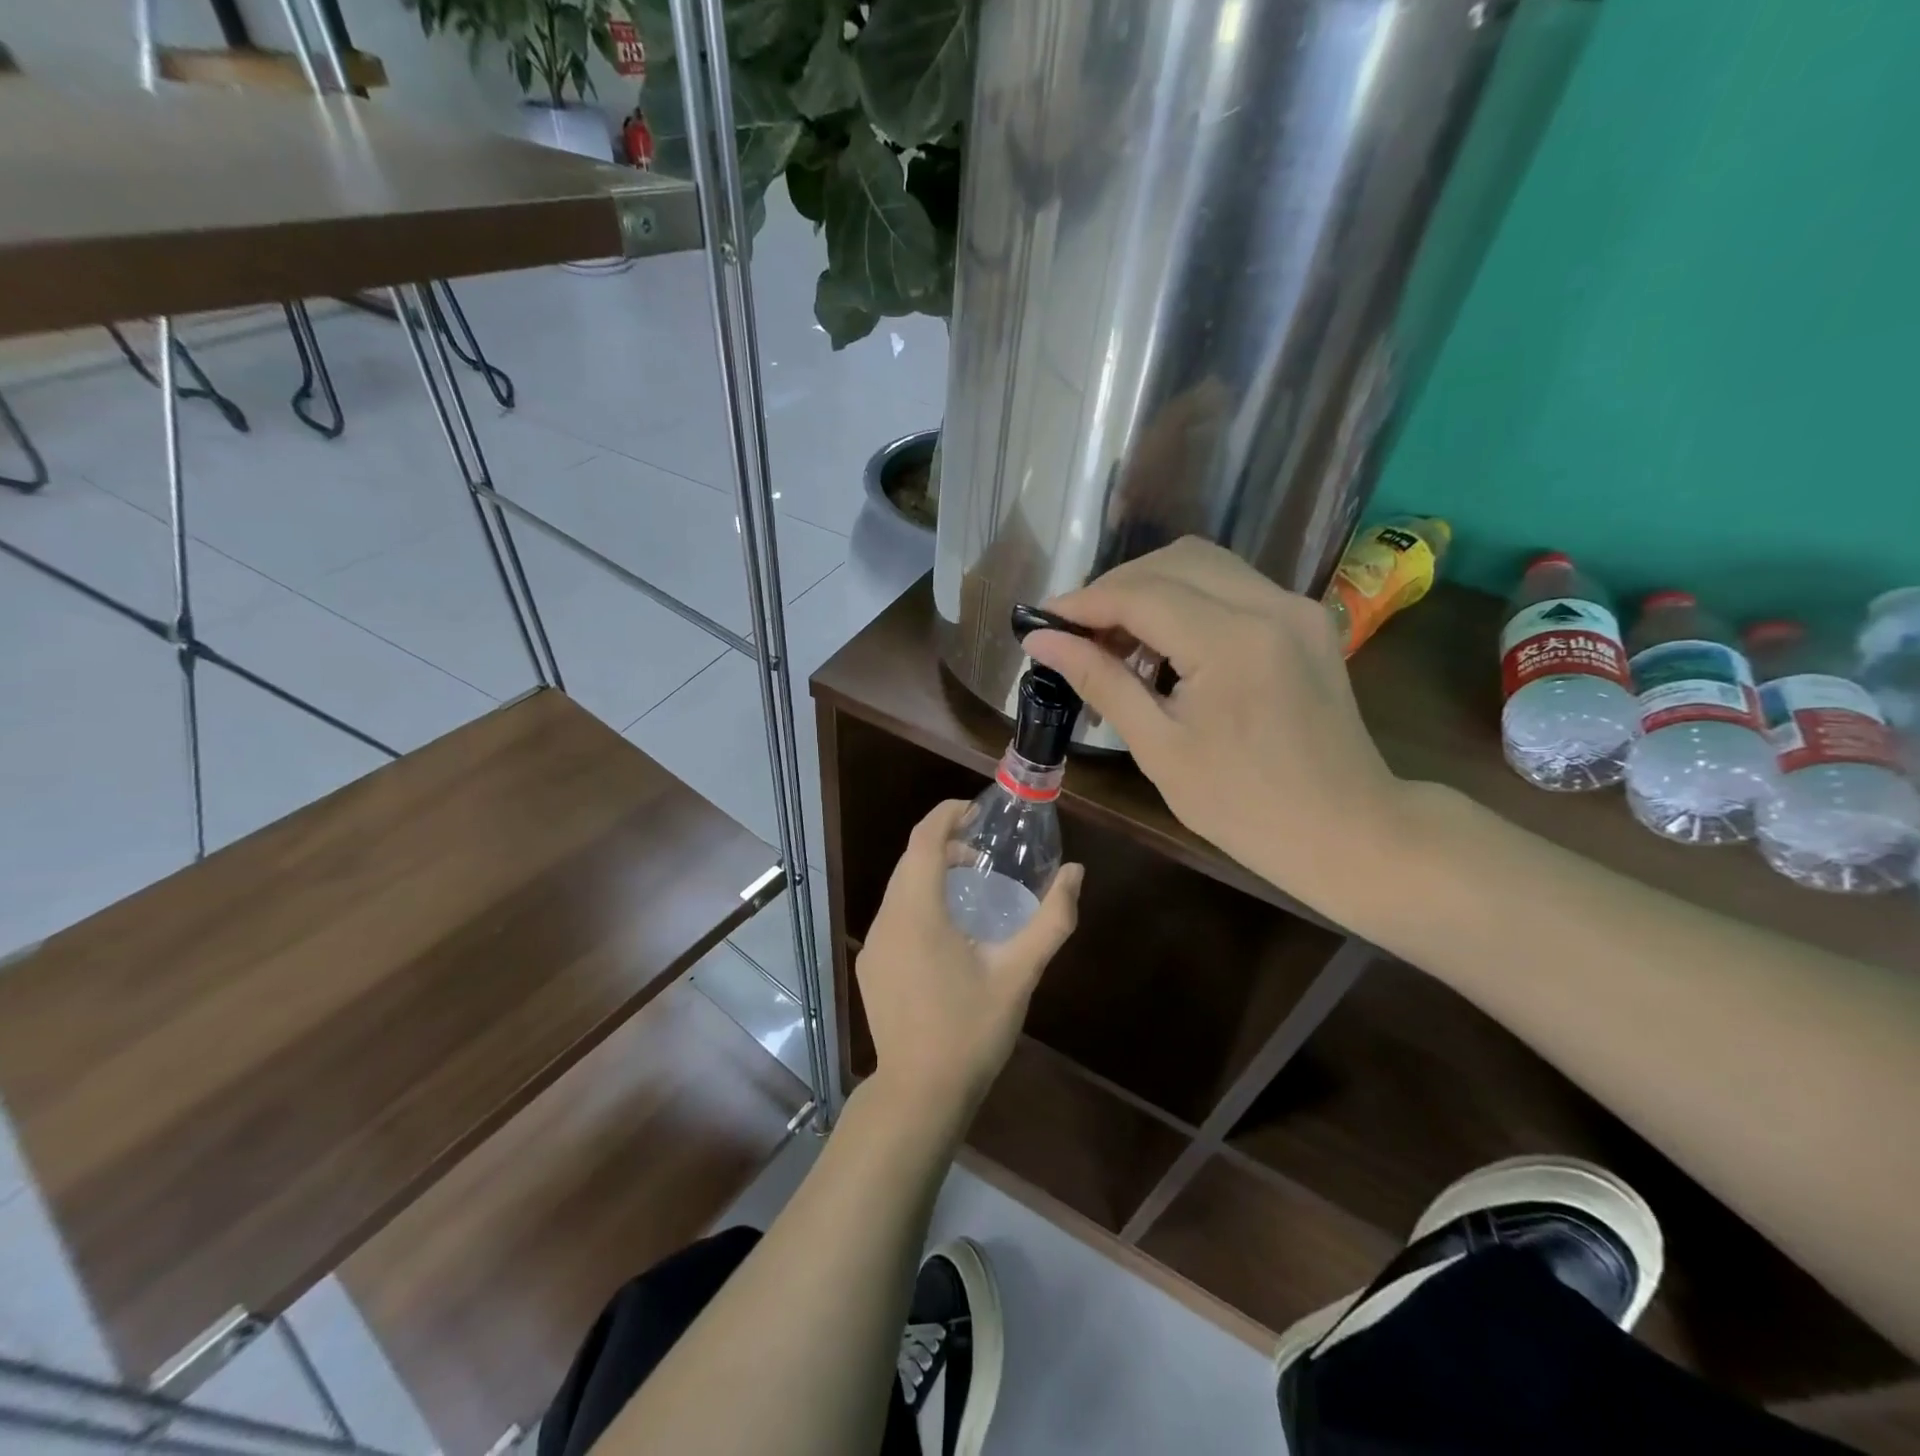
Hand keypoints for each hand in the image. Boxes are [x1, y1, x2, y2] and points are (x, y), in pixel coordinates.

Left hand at [857, 801, 1081, 1122]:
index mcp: (917, 913)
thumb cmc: (971, 1030)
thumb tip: (1076, 873)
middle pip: (909, 860)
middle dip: (943, 842)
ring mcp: (873, 944)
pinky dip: (918, 900)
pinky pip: (893, 914)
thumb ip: (1052, 920)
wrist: (919, 1093)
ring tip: (971, 884)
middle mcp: (887, 919)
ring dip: (931, 873)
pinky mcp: (871, 966)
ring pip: (899, 887)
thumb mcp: (1019, 974)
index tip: (975, 810)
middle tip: (983, 849)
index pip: (923, 840)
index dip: (946, 815)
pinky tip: (947, 929)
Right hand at [1023, 537, 1406, 906]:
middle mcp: (1270, 605)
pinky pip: (1232, 585)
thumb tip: (1040, 640)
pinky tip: (1166, 644)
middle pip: (1171, 562)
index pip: (1140, 593)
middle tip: (1076, 637)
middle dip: (1113, 590)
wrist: (1345, 830)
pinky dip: (1186, 600)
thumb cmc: (1242, 806)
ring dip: (1149, 590)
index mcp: (1232, 642)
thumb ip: (1100, 680)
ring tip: (1116, 642)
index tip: (1040, 622)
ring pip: (1202, 564)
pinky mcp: (1306, 618)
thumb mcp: (1159, 747)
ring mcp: (1295, 607)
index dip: (1082, 602)